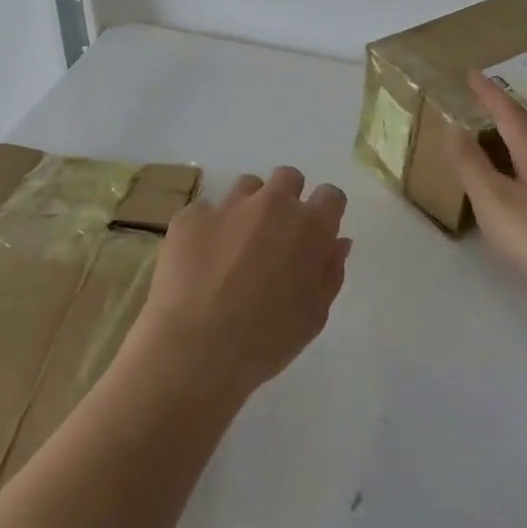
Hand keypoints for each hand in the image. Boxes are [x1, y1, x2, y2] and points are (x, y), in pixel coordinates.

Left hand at [125, 167, 351, 412]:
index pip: (331, 196)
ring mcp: (227, 206)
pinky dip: (209, 228)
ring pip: (246, 187)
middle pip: (288, 178)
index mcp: (309, 227)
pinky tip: (202, 260)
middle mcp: (271, 204)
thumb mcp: (314, 315)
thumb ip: (330, 271)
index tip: (316, 235)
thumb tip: (337, 242)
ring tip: (236, 246)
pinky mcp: (189, 217)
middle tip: (277, 237)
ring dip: (249, 208)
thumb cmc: (266, 340)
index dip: (325, 212)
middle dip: (287, 199)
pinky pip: (206, 210)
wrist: (195, 348)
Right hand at [446, 72, 526, 345]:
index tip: (472, 73)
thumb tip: (454, 126)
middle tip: (485, 105)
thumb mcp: (493, 199)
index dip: (490, 93)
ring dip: (519, 144)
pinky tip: (526, 191)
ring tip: (501, 143)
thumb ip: (471, 164)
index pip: (510, 115)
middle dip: (506, 115)